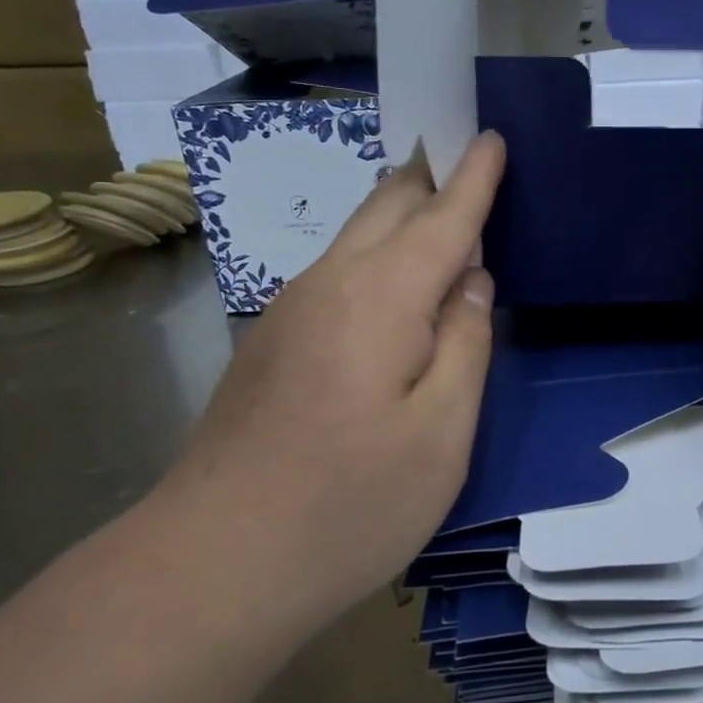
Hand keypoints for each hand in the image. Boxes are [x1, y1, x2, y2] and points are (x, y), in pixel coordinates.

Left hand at [161, 133, 505, 619]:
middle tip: (473, 169)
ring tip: (444, 222)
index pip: (443, 216)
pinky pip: (339, 271)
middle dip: (433, 177)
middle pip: (388, 204)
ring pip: (357, 235)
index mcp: (382, 296)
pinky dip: (378, 256)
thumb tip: (471, 284)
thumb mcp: (442, 434)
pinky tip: (396, 290)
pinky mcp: (272, 341)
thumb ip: (465, 345)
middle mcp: (331, 283)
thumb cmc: (349, 503)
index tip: (491, 135)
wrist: (211, 566)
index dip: (474, 177)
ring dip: (403, 216)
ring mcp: (291, 310)